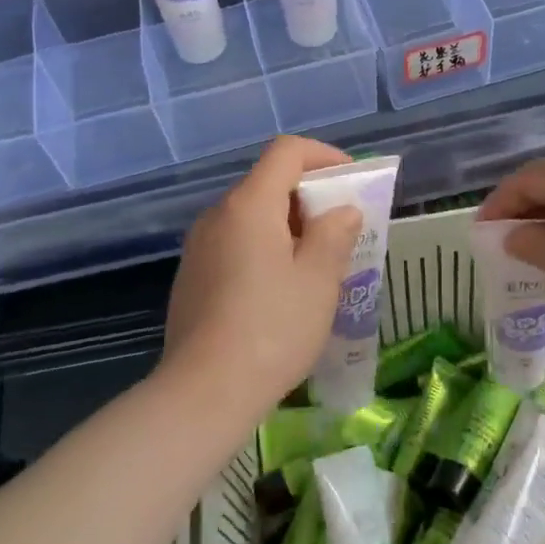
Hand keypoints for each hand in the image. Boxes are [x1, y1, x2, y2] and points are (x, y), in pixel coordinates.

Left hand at [164, 136, 362, 410]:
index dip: (324, 156)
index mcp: (248, 205)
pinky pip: (234, 244)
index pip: (286, 152)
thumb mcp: (318, 280)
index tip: (352, 182)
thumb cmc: (272, 329)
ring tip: (316, 264)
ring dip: (287, 226)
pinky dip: (263, 249)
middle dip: (309, 197)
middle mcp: (217, 215)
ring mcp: (198, 247)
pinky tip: (279, 291)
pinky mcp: (191, 277)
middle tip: (342, 230)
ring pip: (250, 217)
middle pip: (267, 183)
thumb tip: (341, 211)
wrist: (204, 391)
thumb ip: (334, 235)